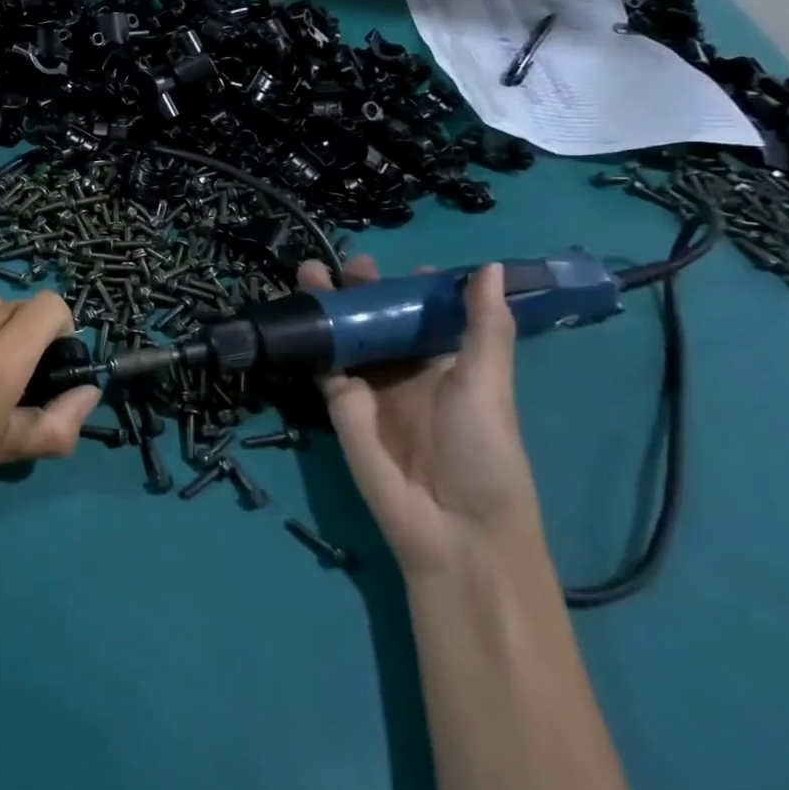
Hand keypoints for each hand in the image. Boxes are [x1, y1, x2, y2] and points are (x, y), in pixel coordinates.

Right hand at [297, 256, 544, 577]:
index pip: (426, 314)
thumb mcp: (488, 383)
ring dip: (329, 305)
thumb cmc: (482, 451)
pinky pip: (322, 363)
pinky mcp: (339, 403)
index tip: (402, 263)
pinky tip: (298, 310)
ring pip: (346, 334)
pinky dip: (310, 338)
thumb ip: (483, 326)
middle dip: (362, 288)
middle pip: (379, 318)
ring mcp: (370, 385)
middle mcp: (406, 368)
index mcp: (446, 362)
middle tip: (347, 263)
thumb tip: (490, 266)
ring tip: (310, 271)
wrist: (450, 526)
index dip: (415, 287)